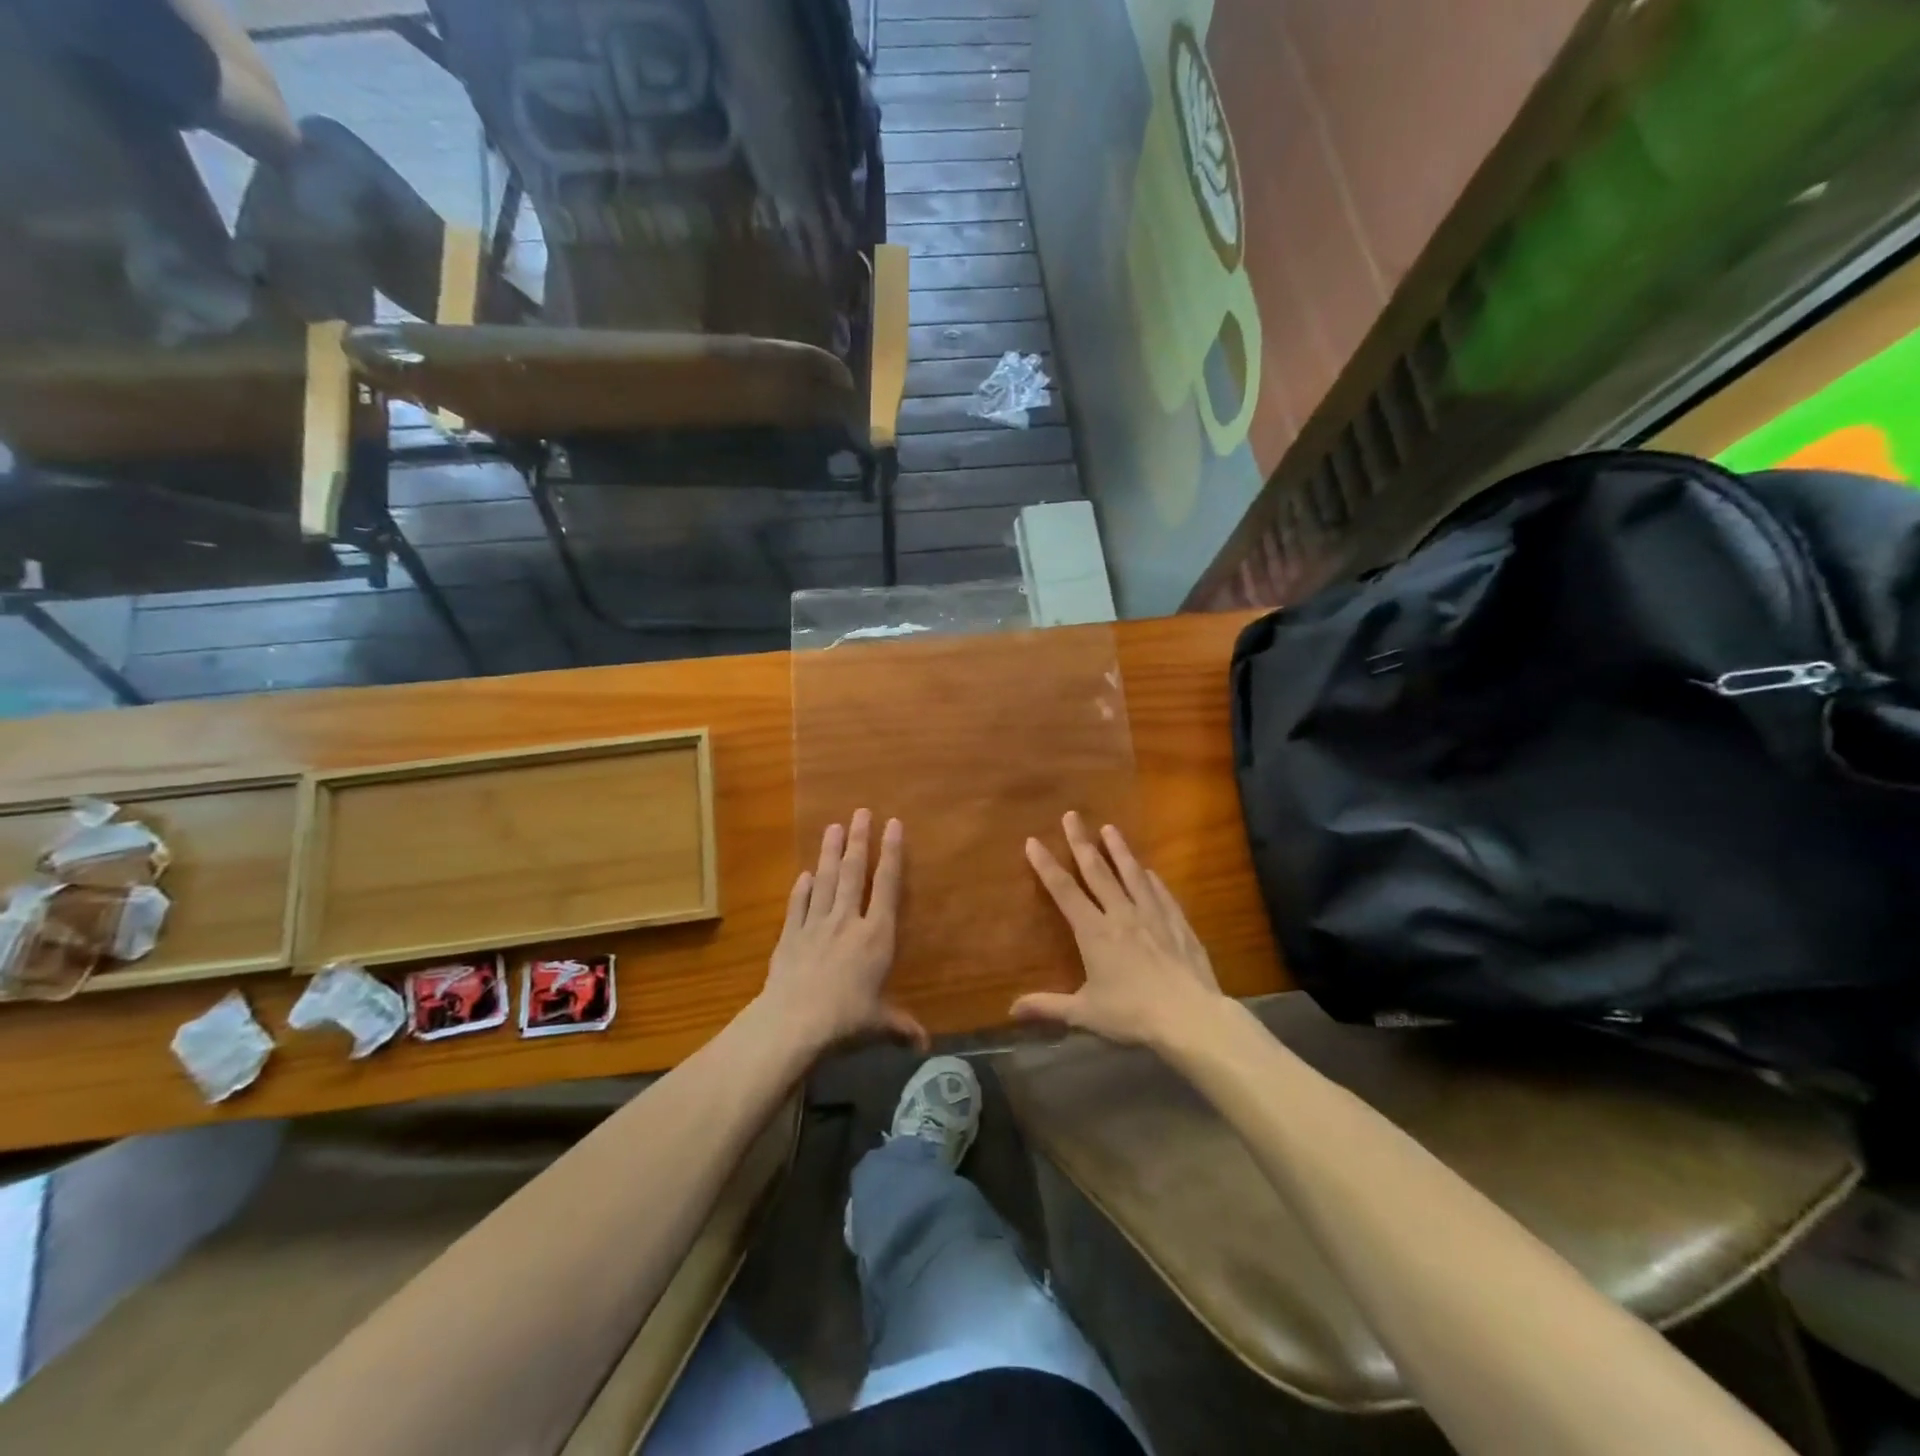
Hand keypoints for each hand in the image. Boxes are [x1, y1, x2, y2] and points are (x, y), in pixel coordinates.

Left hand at [757, 809, 927, 1054]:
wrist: (793, 1022)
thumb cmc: (845, 1019)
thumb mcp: (878, 1024)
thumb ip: (901, 1027)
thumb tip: (926, 1045)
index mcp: (875, 935)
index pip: (886, 885)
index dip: (891, 853)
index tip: (893, 825)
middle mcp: (847, 921)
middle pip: (852, 873)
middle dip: (858, 841)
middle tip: (860, 812)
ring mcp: (815, 925)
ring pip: (824, 881)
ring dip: (829, 853)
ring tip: (833, 827)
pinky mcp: (790, 936)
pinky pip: (798, 905)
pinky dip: (801, 889)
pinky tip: (803, 875)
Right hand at [1013, 812, 1223, 1046]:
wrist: (1190, 1017)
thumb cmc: (1133, 1014)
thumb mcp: (1085, 1013)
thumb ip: (1048, 1006)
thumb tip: (1011, 1009)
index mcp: (1094, 932)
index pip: (1064, 891)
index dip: (1046, 865)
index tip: (1033, 841)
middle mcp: (1121, 914)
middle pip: (1097, 871)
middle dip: (1081, 842)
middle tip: (1072, 815)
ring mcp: (1153, 915)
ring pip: (1132, 874)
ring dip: (1119, 850)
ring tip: (1110, 829)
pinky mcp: (1178, 923)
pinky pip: (1161, 893)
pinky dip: (1151, 879)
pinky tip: (1149, 871)